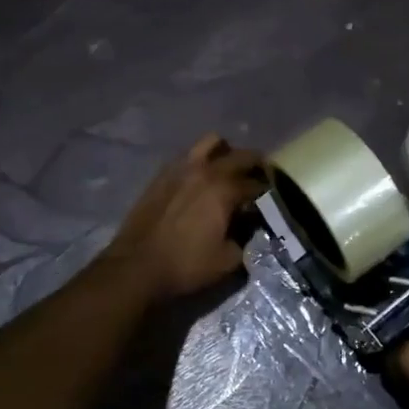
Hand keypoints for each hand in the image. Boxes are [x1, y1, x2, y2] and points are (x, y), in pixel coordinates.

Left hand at [104, 135, 265, 301]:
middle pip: (241, 155)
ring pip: (211, 142)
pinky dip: (200, 160)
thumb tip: (248, 228)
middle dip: (256, 164)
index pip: (257, 184)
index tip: (272, 200)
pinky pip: (188, 155)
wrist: (136, 267)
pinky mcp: (162, 174)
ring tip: (228, 169)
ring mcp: (181, 168)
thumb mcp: (227, 261)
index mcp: (224, 190)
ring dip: (226, 152)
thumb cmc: (185, 265)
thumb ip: (245, 240)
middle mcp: (205, 171)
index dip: (268, 192)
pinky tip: (200, 179)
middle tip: (260, 178)